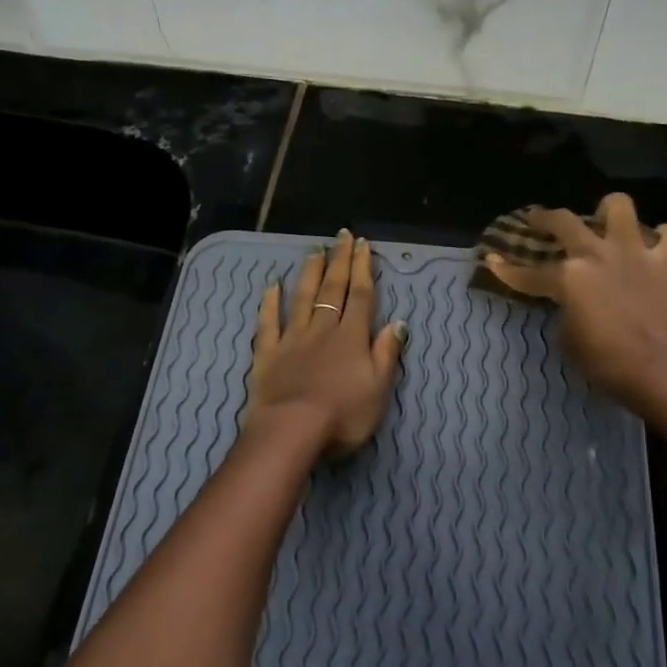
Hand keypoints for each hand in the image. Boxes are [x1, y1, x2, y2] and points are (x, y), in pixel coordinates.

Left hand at [247, 230, 407, 458]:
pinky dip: (270, 302)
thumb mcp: (379, 388)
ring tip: (315, 251)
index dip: (363, 269)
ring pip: (302, 298)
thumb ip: (387, 353)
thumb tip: (398, 322)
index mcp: (352, 337)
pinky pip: (269, 322)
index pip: (360, 295)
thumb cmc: (343, 414)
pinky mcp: (267, 353)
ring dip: (309, 273)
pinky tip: (272, 285)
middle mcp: (323, 329)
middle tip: (341, 236)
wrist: (292, 429)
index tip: (362, 244)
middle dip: (339, 261)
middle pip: (332, 289)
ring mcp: (293, 339)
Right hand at [484, 194, 666, 415]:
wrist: (659, 372)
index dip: (506, 270)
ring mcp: (633, 253)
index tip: (491, 261)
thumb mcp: (567, 339)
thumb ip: (565, 310)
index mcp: (567, 277)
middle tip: (539, 220)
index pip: (527, 273)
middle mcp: (596, 254)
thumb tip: (571, 303)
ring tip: (607, 223)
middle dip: (544, 218)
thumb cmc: (605, 362)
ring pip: (619, 206)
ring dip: (610, 211)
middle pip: (563, 221)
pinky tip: (659, 245)